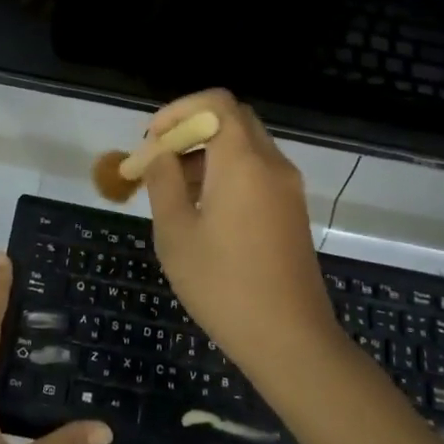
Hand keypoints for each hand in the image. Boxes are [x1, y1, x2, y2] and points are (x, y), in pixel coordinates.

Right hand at [142, 89, 335, 362]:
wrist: (290, 339)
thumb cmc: (223, 285)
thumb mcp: (176, 233)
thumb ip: (163, 182)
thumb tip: (160, 155)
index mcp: (243, 162)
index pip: (216, 103)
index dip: (179, 109)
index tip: (152, 138)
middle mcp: (272, 164)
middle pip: (233, 119)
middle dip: (191, 129)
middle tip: (159, 158)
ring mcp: (287, 188)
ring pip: (245, 145)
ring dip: (207, 152)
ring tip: (172, 188)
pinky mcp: (292, 210)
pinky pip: (257, 171)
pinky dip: (227, 171)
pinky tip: (202, 208)